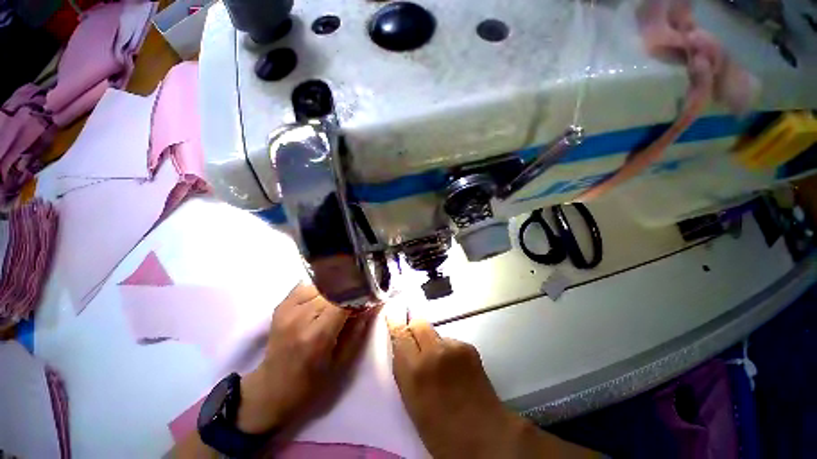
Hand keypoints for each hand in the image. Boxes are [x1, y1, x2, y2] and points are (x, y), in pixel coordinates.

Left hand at [236, 283, 378, 433]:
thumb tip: (372, 307)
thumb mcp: (341, 364)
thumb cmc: (312, 384)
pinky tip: (321, 305)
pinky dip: (316, 292)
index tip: (371, 300)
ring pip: (317, 286)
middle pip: (330, 291)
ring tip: (338, 307)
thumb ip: (356, 333)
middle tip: (357, 305)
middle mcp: (299, 317)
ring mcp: (286, 309)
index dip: (359, 297)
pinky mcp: (279, 307)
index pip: (343, 301)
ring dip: (332, 293)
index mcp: (316, 336)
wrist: (276, 386)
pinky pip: (302, 288)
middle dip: (347, 295)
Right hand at [386, 312, 521, 457]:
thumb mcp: (409, 399)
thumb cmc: (437, 426)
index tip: (391, 318)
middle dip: (413, 329)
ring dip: (432, 343)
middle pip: (419, 324)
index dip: (394, 325)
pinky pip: (451, 343)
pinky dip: (447, 351)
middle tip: (412, 343)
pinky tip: (452, 370)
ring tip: (437, 365)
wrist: (480, 429)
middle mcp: (435, 351)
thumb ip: (404, 370)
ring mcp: (456, 348)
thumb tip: (403, 351)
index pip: (399, 333)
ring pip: (436, 334)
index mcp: (414, 368)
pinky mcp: (471, 350)